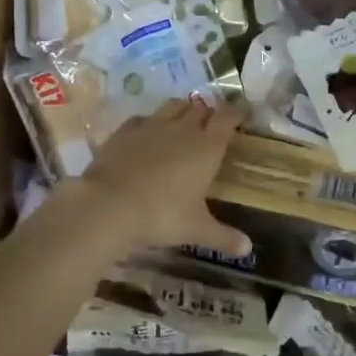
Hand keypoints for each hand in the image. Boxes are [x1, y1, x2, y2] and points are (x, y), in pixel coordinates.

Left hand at [57, 99, 252, 256]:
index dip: (237, 113)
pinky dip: (151, 122)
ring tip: (183, 123)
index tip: (242, 114)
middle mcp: (183, 128)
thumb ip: (223, 236)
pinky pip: (144, 117)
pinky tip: (148, 135)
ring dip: (182, 110)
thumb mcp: (196, 229)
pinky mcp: (126, 130)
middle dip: (208, 113)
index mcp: (207, 146)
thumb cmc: (161, 215)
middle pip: (200, 108)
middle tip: (211, 125)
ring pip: (173, 106)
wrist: (108, 205)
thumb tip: (247, 249)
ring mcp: (152, 125)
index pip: (228, 117)